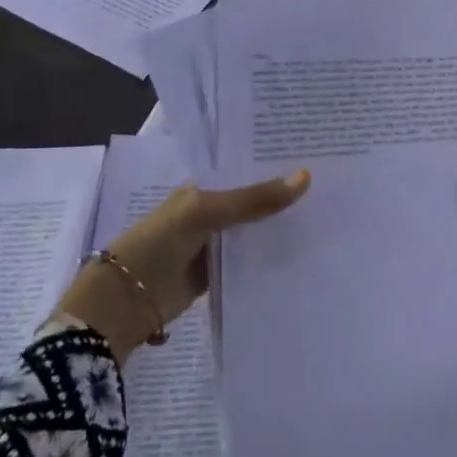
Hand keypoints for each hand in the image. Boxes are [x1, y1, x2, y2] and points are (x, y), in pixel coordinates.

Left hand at [57, 170, 310, 355]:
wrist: (124, 302)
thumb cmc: (158, 243)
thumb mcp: (206, 212)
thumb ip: (254, 199)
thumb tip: (306, 177)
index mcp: (204, 186)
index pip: (246, 167)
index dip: (275, 161)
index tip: (316, 153)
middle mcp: (212, 210)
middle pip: (255, 199)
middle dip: (285, 194)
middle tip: (332, 183)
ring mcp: (216, 243)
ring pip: (257, 229)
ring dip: (282, 225)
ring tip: (330, 212)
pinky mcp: (220, 273)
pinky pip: (252, 259)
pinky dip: (273, 255)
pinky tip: (306, 249)